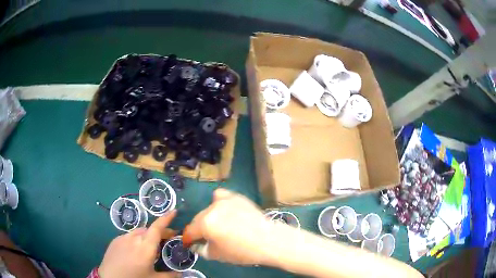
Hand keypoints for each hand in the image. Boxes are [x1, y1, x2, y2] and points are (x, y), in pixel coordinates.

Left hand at [99, 210, 178, 277]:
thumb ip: (170, 275)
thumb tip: (181, 273)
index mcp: (146, 247)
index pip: (157, 228)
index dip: (166, 218)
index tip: (174, 211)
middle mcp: (134, 238)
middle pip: (150, 230)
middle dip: (161, 231)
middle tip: (168, 239)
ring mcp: (123, 238)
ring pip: (139, 232)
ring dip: (148, 235)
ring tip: (151, 246)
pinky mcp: (115, 240)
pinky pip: (129, 236)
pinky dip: (137, 239)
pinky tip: (135, 250)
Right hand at [183, 189, 275, 265]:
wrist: (269, 240)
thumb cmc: (242, 251)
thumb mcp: (218, 255)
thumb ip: (201, 249)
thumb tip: (195, 245)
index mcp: (205, 224)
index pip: (190, 231)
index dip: (188, 239)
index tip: (189, 243)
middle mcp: (212, 209)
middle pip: (198, 219)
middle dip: (199, 229)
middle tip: (206, 238)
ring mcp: (225, 200)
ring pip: (208, 209)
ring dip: (209, 218)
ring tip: (218, 225)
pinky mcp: (236, 197)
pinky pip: (221, 196)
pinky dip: (219, 203)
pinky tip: (225, 210)